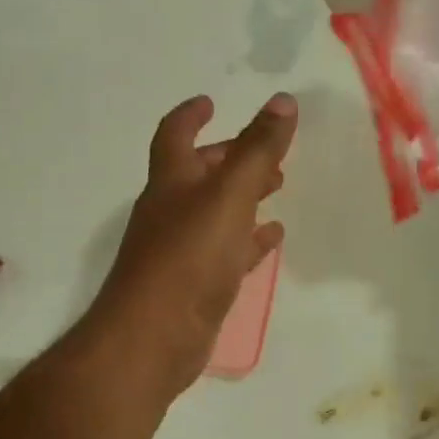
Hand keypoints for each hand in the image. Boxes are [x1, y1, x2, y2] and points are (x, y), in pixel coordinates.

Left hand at [90, 92, 297, 396]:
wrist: (155, 338)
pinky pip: (226, 253)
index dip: (191, 115)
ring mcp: (181, 251)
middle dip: (231, 158)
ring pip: (216, 214)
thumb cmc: (188, 258)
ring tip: (278, 188)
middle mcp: (170, 212)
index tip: (211, 103)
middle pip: (199, 175)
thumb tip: (283, 101)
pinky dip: (248, 241)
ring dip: (243, 198)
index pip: (175, 135)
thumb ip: (257, 150)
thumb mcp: (228, 196)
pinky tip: (271, 240)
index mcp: (170, 182)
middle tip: (267, 152)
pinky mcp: (196, 287)